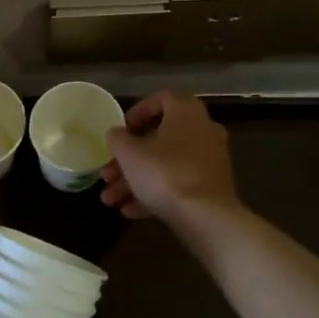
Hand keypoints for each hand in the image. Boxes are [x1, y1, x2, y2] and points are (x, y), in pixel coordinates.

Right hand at [101, 89, 239, 227]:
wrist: (207, 218)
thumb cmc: (165, 173)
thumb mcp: (130, 153)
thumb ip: (118, 139)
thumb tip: (117, 134)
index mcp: (186, 113)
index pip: (162, 98)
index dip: (137, 111)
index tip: (121, 130)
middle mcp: (202, 131)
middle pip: (158, 139)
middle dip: (128, 159)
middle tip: (107, 174)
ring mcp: (209, 162)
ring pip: (165, 165)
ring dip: (136, 180)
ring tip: (110, 200)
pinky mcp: (211, 188)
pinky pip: (178, 184)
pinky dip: (155, 193)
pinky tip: (130, 211)